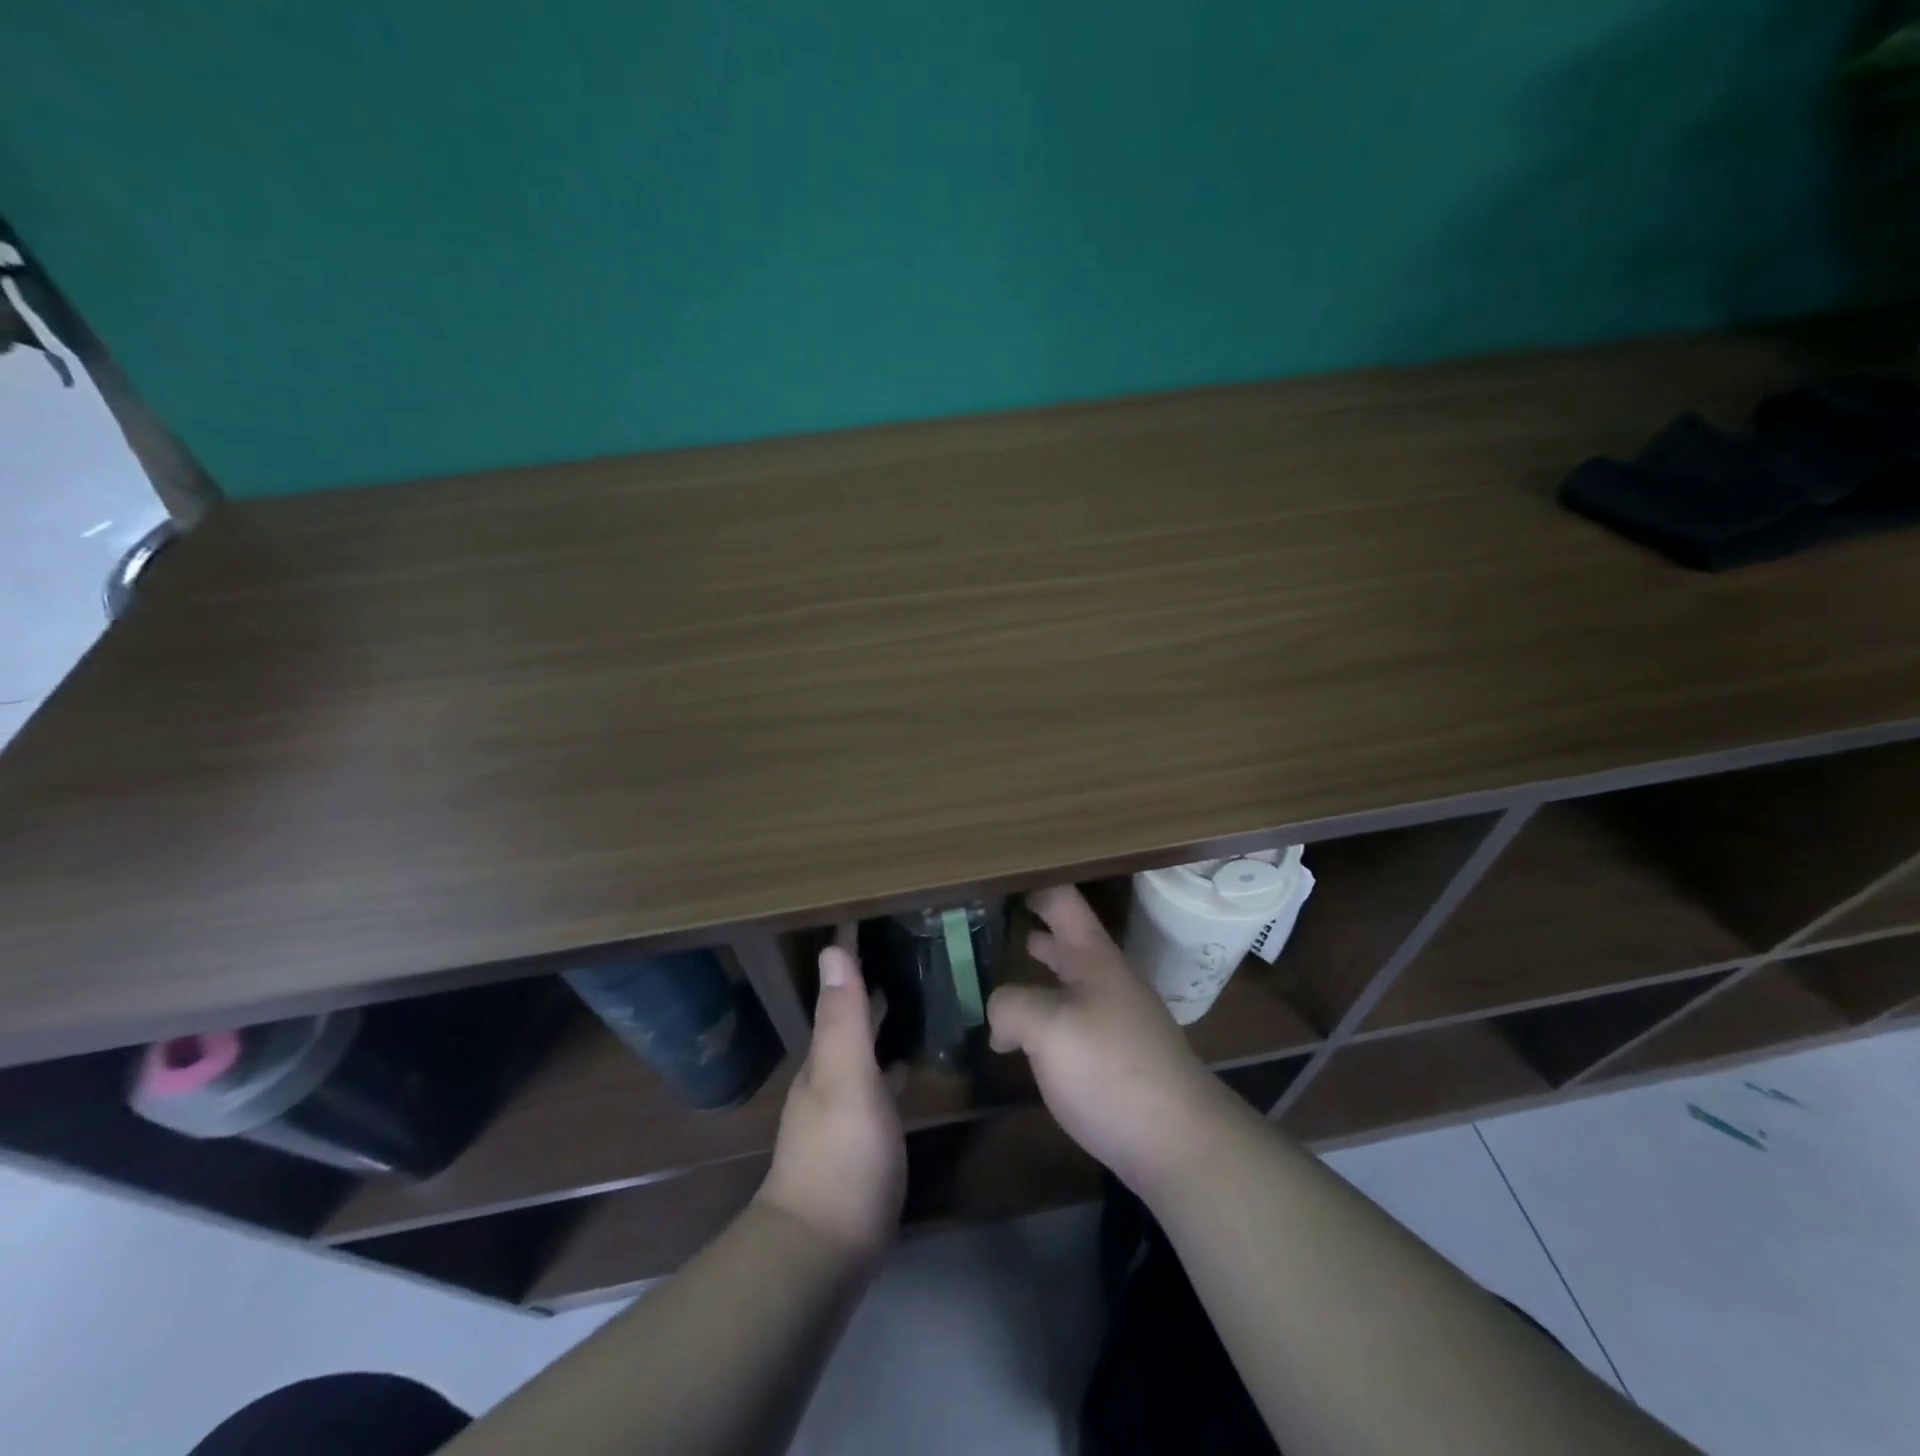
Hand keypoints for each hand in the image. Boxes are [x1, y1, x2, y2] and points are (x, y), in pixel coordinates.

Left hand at [757, 944, 905, 1260]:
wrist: (823, 1251)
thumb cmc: (841, 1156)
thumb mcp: (846, 1079)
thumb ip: (843, 1018)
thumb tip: (833, 948)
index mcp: (824, 1058)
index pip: (839, 995)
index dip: (850, 960)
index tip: (866, 922)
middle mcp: (827, 1078)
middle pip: (849, 1022)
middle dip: (867, 989)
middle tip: (900, 953)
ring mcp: (841, 1112)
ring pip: (861, 1052)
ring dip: (877, 1023)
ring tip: (906, 996)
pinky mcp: (859, 1141)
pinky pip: (875, 1084)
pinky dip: (887, 1064)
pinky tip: (904, 1065)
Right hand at [988, 886, 1237, 1194]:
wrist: (1177, 1139)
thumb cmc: (1109, 1067)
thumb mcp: (1046, 1027)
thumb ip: (1011, 1006)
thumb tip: (1001, 1020)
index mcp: (1093, 957)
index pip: (1063, 901)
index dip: (1034, 887)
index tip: (1000, 882)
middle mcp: (1109, 978)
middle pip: (1068, 938)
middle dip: (1035, 928)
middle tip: (995, 922)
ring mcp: (1118, 1017)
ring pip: (1071, 980)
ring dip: (1041, 971)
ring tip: (1007, 968)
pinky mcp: (1119, 1054)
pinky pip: (1076, 1017)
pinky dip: (1049, 1012)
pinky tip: (1030, 1035)